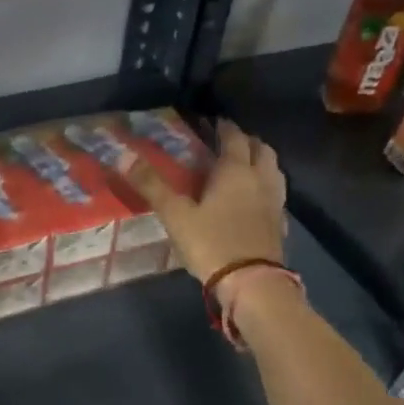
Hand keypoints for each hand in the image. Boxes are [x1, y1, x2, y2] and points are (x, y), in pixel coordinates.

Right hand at [120, 119, 288, 308]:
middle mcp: (260, 179)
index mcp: (235, 170)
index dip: (223, 127)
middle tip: (229, 142)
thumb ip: (151, 185)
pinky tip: (255, 199)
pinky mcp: (280, 223)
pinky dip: (266, 188)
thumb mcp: (175, 215)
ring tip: (244, 166)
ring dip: (260, 161)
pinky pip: (276, 195)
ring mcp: (275, 201)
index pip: (233, 137)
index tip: (213, 122)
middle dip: (246, 140)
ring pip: (273, 169)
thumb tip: (123, 154)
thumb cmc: (211, 243)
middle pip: (261, 149)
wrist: (251, 282)